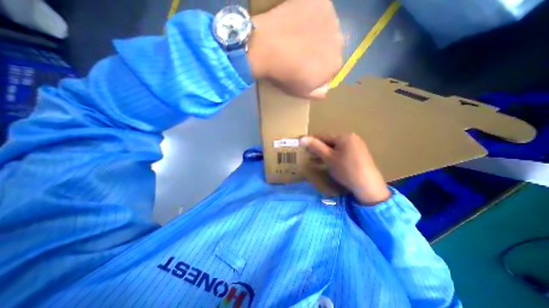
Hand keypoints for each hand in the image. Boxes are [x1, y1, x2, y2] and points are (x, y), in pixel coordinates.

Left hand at [250, 0, 341, 98]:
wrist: (266, 47)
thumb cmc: (285, 74)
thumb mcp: (302, 92)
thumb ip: (318, 93)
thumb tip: (327, 88)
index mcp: (335, 65)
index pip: (332, 68)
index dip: (319, 69)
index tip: (307, 68)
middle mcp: (339, 42)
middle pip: (332, 48)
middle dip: (320, 52)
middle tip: (302, 52)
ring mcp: (331, 19)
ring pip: (327, 29)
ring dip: (318, 34)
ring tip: (299, 37)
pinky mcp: (320, 1)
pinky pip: (320, 12)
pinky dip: (312, 17)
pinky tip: (298, 23)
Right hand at [300, 133, 389, 203]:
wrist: (368, 185)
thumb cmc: (346, 170)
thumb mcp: (328, 158)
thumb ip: (316, 147)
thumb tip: (302, 138)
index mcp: (344, 136)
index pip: (323, 136)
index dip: (312, 141)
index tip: (303, 145)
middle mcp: (352, 138)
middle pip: (330, 142)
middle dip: (319, 149)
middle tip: (309, 155)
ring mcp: (357, 146)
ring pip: (336, 148)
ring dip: (326, 153)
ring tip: (316, 160)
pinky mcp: (359, 154)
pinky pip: (343, 152)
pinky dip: (334, 156)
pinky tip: (329, 162)